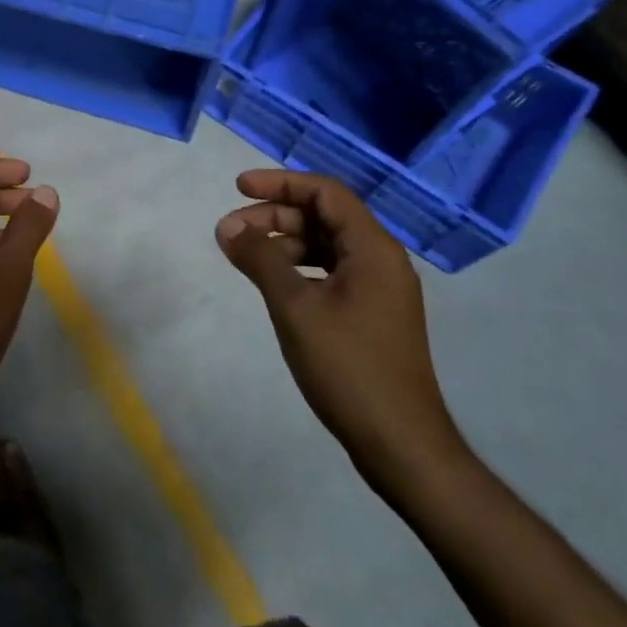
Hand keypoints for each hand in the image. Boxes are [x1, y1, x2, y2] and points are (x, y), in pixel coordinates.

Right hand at [215, 170, 464, 489]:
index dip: (280, 183)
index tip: (238, 187)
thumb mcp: (295, 307)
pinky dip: (299, 268)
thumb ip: (261, 259)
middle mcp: (381, 260)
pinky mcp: (372, 313)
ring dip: (285, 243)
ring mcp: (379, 289)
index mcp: (373, 249)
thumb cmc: (348, 367)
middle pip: (325, 217)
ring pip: (327, 245)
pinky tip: (273, 283)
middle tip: (232, 230)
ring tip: (245, 257)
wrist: (399, 442)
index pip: (326, 193)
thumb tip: (228, 226)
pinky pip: (332, 272)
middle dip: (276, 216)